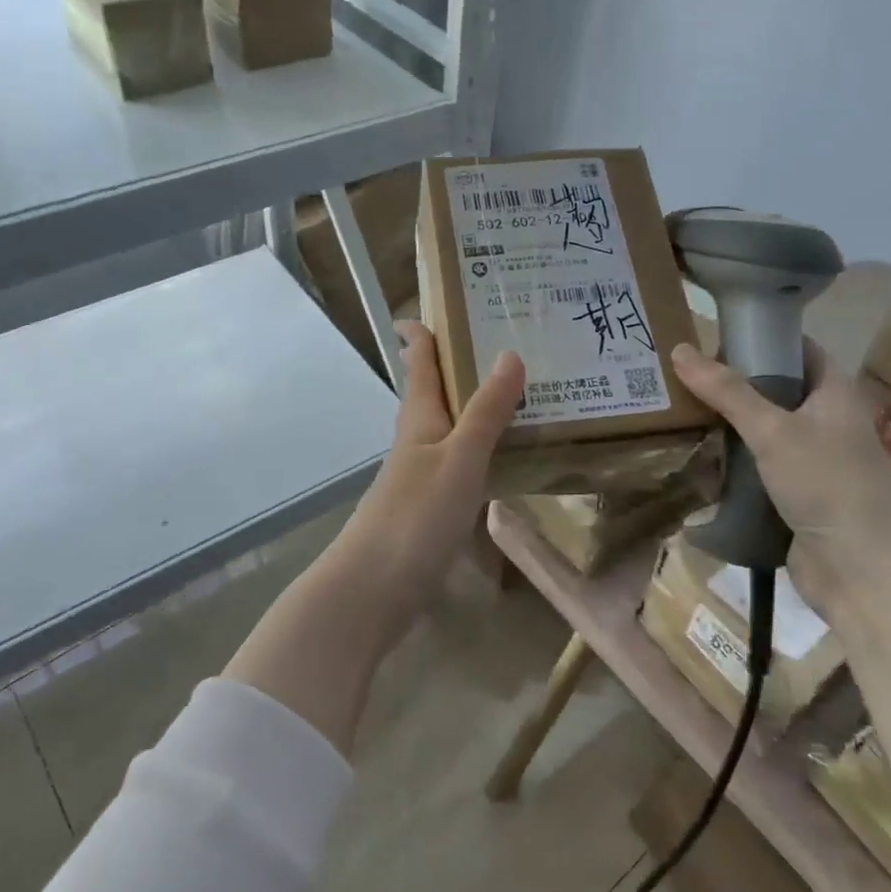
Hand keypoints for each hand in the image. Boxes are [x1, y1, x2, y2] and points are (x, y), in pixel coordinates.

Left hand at [331, 321, 525, 610]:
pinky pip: (459, 461)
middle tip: (502, 338)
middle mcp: (417, 439)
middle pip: (433, 390)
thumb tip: (510, 352)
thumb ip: (486, 411)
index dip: (423, 331)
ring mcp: (421, 475)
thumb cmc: (416, 515)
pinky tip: (503, 455)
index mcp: (419, 418)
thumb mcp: (459, 458)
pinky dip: (480, 446)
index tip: (441, 303)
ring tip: (516, 391)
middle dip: (457, 363)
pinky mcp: (430, 507)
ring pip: (449, 426)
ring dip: (473, 405)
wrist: (374, 589)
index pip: (419, 361)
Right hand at [669, 340, 890, 613]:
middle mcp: (823, 421)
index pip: (796, 349)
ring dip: (724, 428)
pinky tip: (693, 460)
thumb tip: (680, 350)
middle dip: (729, 386)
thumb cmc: (827, 484)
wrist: (861, 570)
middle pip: (771, 391)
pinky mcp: (791, 494)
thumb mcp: (773, 430)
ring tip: (676, 414)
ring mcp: (808, 460)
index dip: (760, 339)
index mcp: (833, 393)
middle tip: (680, 378)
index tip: (712, 339)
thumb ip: (727, 392)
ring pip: (759, 432)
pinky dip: (728, 464)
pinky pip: (754, 468)